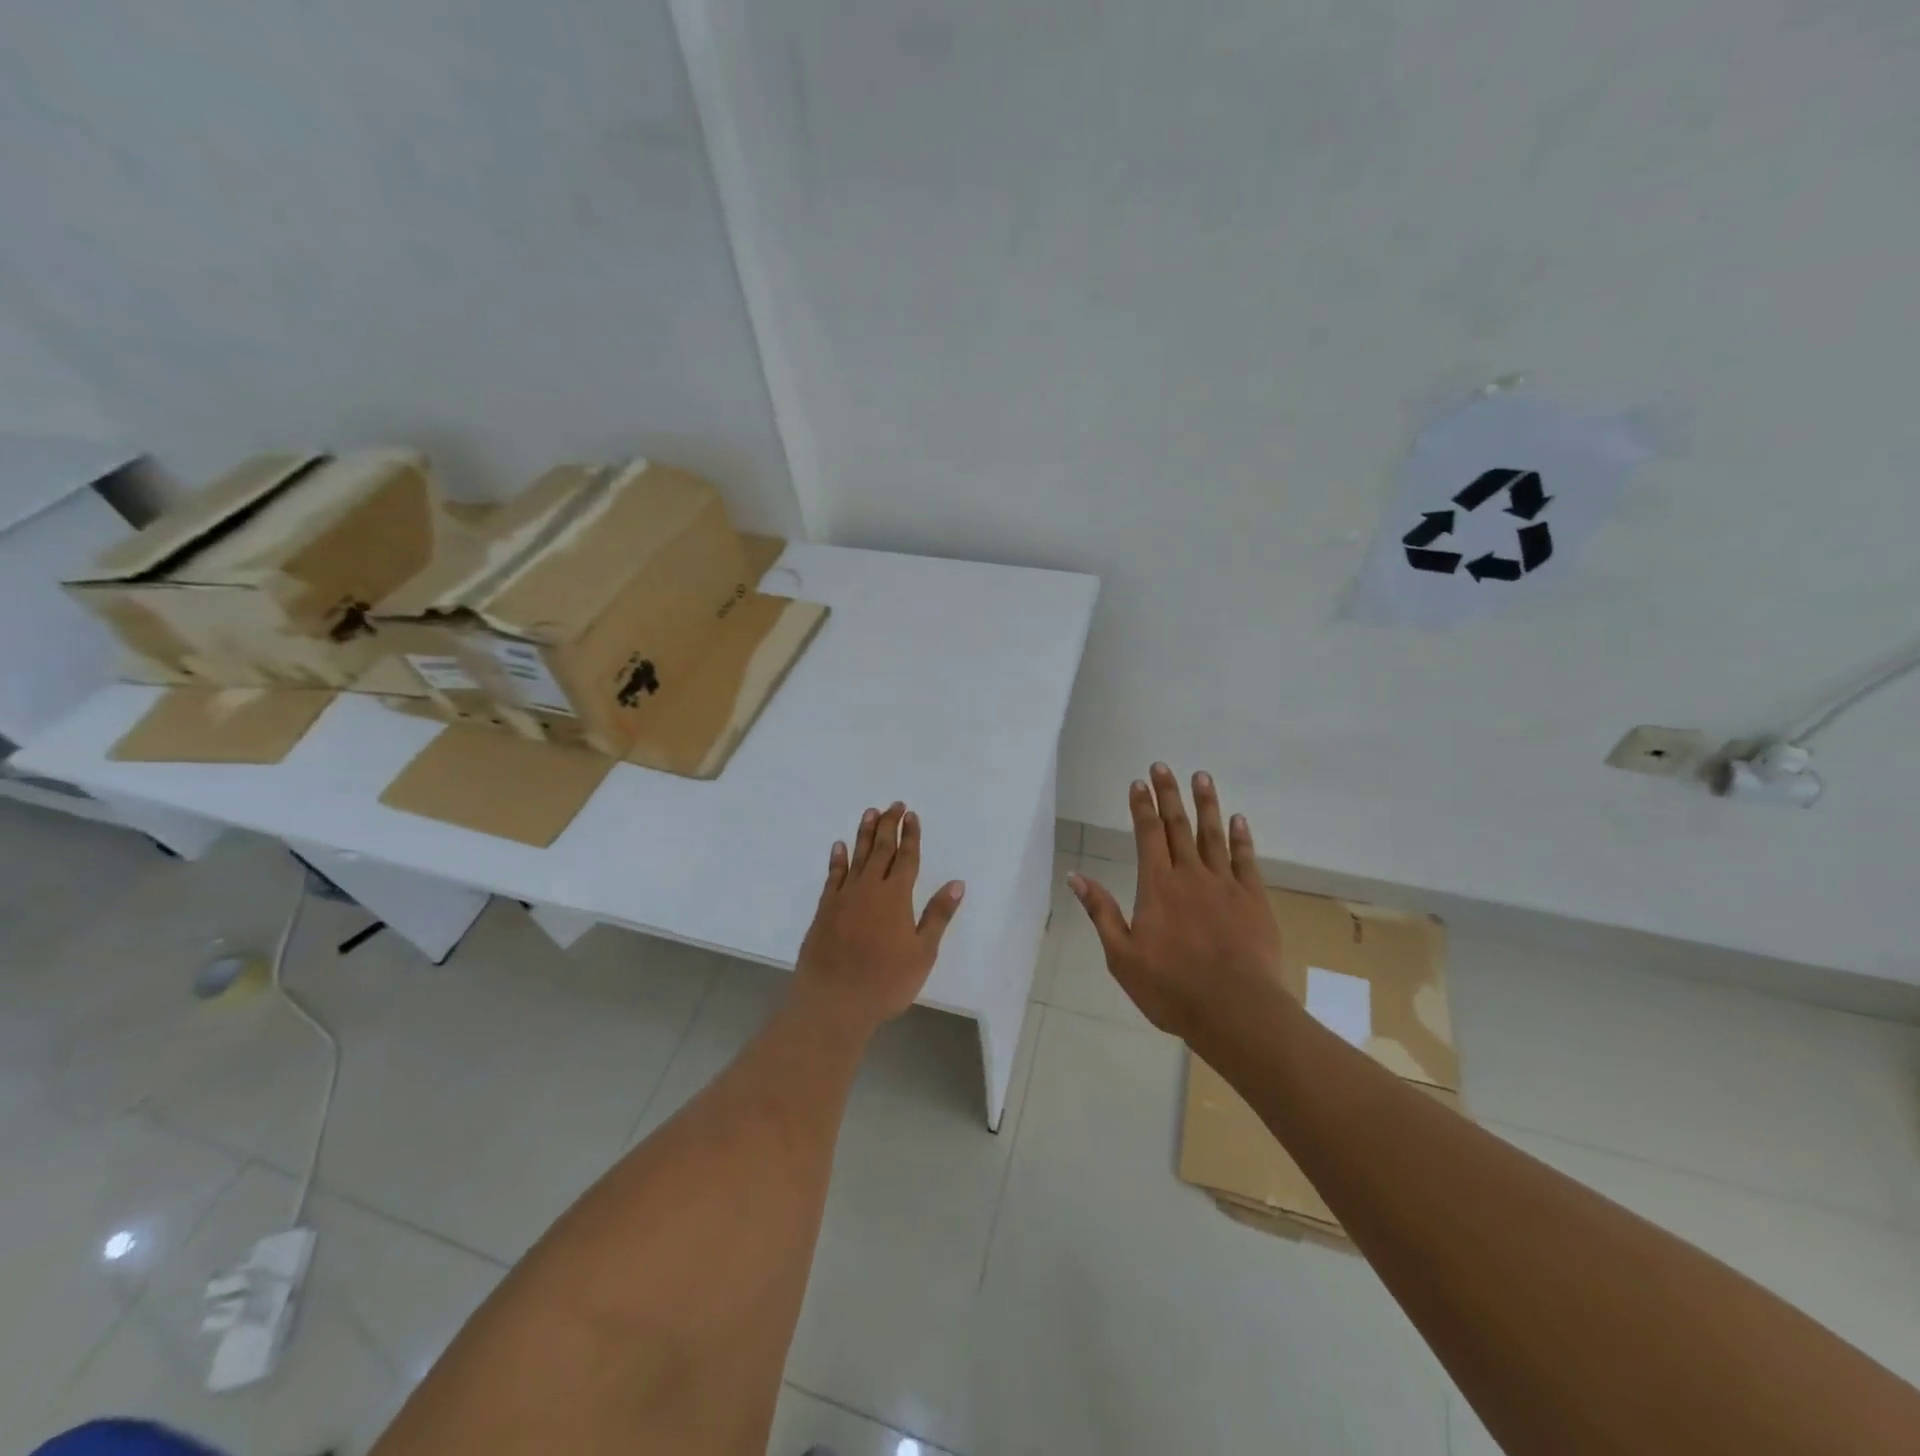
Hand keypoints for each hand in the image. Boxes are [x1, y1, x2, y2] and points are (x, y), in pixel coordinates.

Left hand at [793, 802, 964, 1032]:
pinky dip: (838, 859)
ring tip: (870, 813)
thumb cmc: (885, 982)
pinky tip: (839, 846)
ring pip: (857, 856)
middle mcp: (869, 889)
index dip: (911, 836)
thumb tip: (957, 883)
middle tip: (894, 805)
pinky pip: (833, 876)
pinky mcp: (824, 909)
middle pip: (881, 850)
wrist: (833, 1001)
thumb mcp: (922, 953)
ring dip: (865, 834)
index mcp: (896, 897)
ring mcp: (844, 897)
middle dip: (889, 826)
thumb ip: (937, 916)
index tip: (912, 816)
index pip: (906, 858)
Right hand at [1070, 764, 1283, 1045]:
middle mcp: (1190, 876)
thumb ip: (1101, 912)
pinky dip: (1241, 837)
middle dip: (1169, 794)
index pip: (1147, 835)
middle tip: (1164, 766)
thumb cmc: (1171, 988)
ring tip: (1202, 776)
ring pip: (1213, 835)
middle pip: (1178, 826)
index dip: (1142, 806)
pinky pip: (1246, 860)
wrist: (1235, 1010)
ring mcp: (1225, 885)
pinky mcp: (1253, 900)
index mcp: (1157, 887)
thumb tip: (1075, 877)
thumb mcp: (1122, 956)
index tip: (1138, 783)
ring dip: (1206, 804)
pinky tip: (1238, 820)